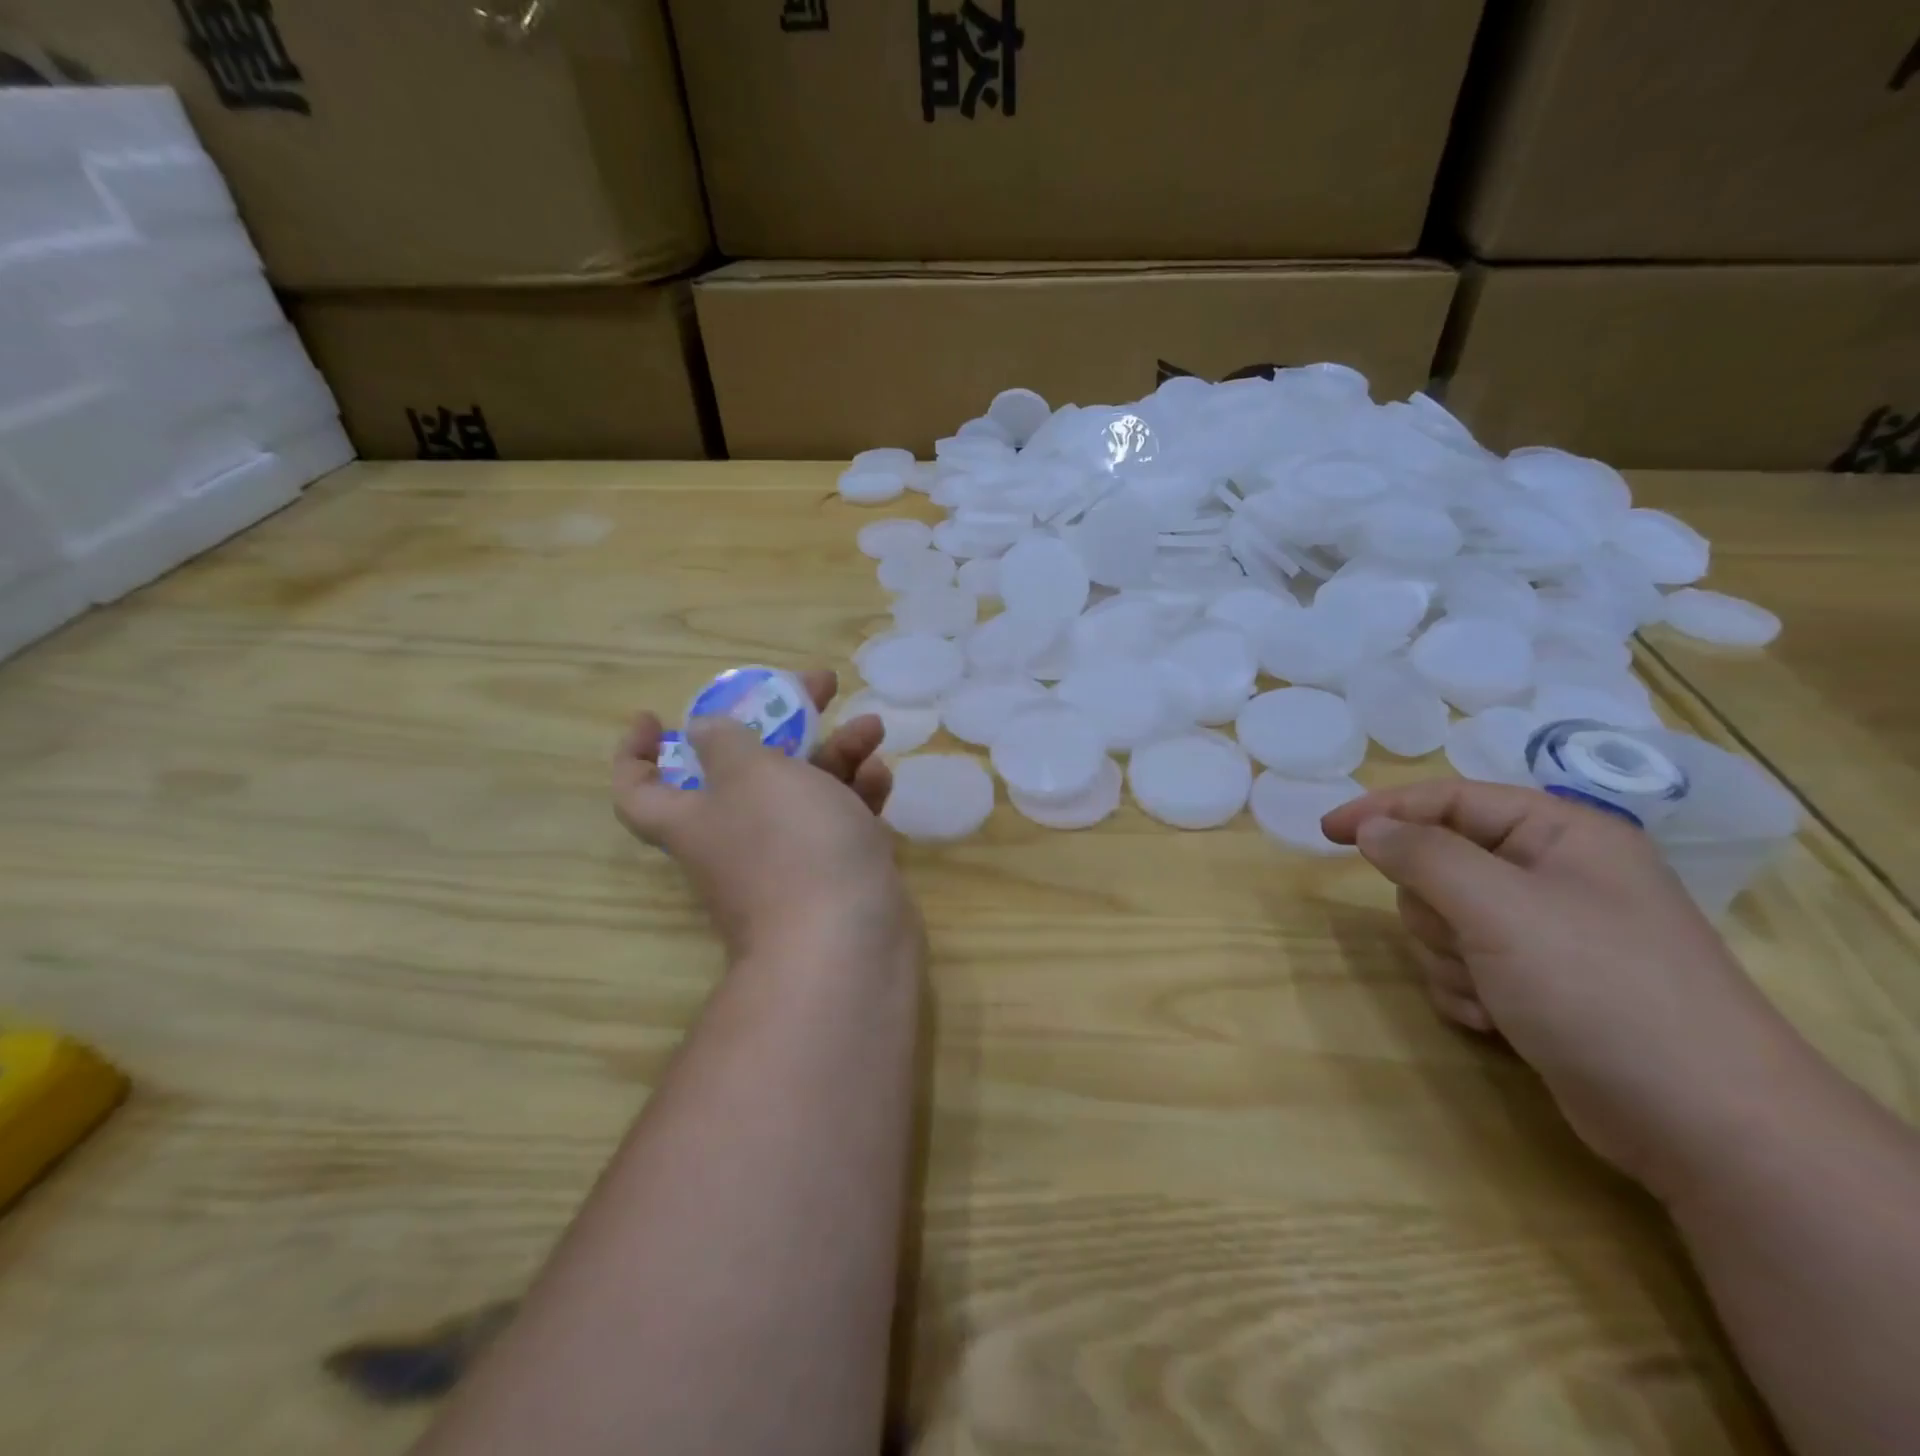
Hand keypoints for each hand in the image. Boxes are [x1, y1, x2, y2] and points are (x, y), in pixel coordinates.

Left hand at [614, 670, 917, 962]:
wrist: (847, 941)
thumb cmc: (790, 844)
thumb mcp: (751, 774)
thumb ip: (726, 741)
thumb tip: (701, 730)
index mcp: (695, 817)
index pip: (639, 789)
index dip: (635, 752)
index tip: (653, 717)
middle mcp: (735, 837)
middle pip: (747, 769)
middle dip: (782, 722)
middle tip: (819, 686)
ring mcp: (789, 857)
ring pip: (804, 791)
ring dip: (835, 753)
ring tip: (870, 727)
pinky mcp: (834, 871)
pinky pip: (839, 821)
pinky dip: (858, 794)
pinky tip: (882, 775)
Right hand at [1322, 780, 1804, 1198]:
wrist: (1705, 1126)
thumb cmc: (1600, 990)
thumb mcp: (1498, 908)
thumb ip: (1423, 855)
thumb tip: (1371, 828)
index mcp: (1560, 835)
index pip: (1449, 799)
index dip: (1384, 809)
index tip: (1327, 833)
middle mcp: (1554, 875)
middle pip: (1439, 864)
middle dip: (1434, 910)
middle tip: (1464, 941)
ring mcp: (1546, 934)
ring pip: (1443, 920)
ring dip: (1448, 958)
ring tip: (1491, 992)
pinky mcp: (1538, 985)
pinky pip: (1462, 965)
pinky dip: (1465, 991)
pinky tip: (1496, 1021)